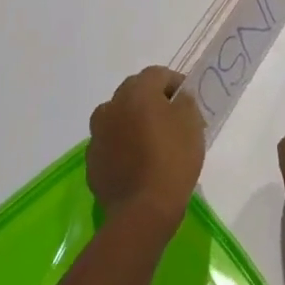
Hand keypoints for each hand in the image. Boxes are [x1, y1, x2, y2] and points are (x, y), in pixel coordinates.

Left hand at [87, 66, 204, 235]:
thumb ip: (185, 102)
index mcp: (136, 92)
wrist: (143, 211)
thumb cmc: (172, 160)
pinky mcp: (92, 161)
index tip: (188, 101)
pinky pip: (110, 143)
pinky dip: (122, 146)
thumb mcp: (192, 124)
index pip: (157, 74)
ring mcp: (97, 135)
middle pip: (134, 92)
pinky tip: (136, 163)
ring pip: (118, 117)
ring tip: (151, 142)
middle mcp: (111, 106)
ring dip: (132, 121)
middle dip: (152, 100)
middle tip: (171, 119)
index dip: (175, 83)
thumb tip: (177, 98)